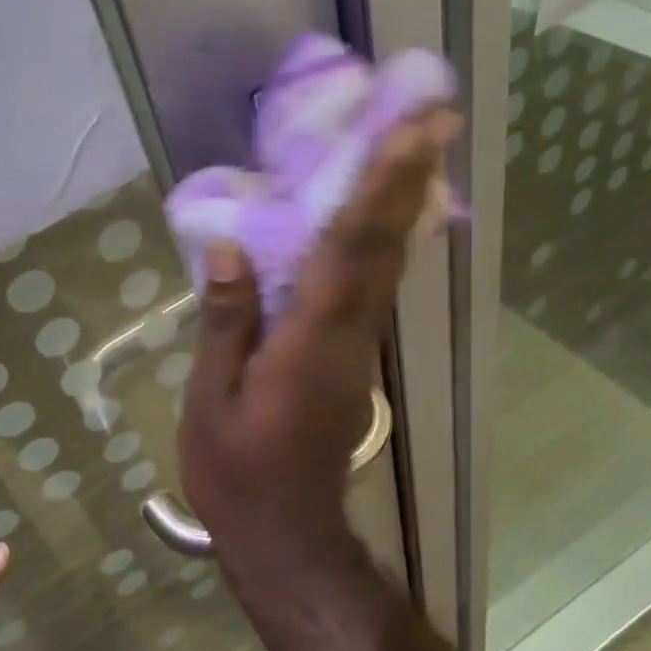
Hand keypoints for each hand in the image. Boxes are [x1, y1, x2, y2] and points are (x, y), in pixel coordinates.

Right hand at [177, 108, 458, 580]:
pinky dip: (386, 238)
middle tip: (438, 115)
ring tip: (420, 146)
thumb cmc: (238, 472)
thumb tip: (230, 247)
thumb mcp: (212, 400)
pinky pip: (374, 285)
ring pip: (389, 263)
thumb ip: (226, 321)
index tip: (413, 130)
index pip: (352, 247)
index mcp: (312, 340)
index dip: (382, 185)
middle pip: (387, 245)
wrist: (287, 535)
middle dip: (413, 177)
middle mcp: (349, 334)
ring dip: (407, 201)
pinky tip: (384, 214)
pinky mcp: (353, 359)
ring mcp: (358, 347)